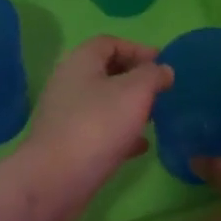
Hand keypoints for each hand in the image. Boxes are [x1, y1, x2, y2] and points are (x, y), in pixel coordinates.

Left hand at [20, 36, 174, 220]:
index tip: (162, 64)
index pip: (109, 43)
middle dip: (135, 79)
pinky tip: (141, 146)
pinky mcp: (69, 144)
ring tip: (155, 116)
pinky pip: (100, 131)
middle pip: (105, 72)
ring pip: (103, 103)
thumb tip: (163, 70)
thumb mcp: (135, 92)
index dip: (137, 48)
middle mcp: (69, 84)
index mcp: (80, 62)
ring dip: (129, 107)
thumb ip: (153, 75)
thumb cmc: (98, 125)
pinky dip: (121, 133)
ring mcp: (67, 116)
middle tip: (161, 91)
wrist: (57, 178)